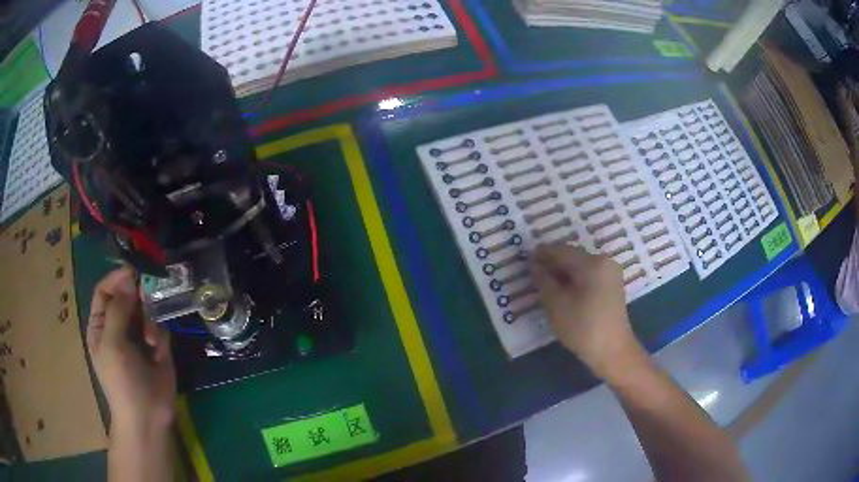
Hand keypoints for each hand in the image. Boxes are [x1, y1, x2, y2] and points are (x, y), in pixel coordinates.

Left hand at [86, 267, 175, 428]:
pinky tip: (158, 352)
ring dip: (149, 320)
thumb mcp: (112, 343)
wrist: (148, 416)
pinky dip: (159, 335)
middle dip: (137, 299)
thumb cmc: (122, 381)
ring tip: (151, 340)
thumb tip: (128, 277)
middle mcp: (118, 326)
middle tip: (146, 303)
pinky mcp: (157, 346)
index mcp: (101, 325)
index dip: (117, 279)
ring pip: (145, 310)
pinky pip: (159, 328)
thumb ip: (118, 309)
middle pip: (127, 297)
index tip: (134, 273)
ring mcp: (138, 337)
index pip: (105, 291)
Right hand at [532, 244, 644, 379]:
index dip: (542, 253)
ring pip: (581, 265)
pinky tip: (563, 288)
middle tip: (534, 271)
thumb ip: (544, 281)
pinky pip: (589, 274)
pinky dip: (575, 278)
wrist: (613, 351)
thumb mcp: (556, 305)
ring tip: (546, 281)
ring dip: (563, 270)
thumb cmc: (582, 328)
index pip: (561, 251)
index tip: (526, 258)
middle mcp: (604, 261)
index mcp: (591, 263)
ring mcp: (611, 273)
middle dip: (553, 262)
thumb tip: (535, 266)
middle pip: (573, 255)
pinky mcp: (612, 285)